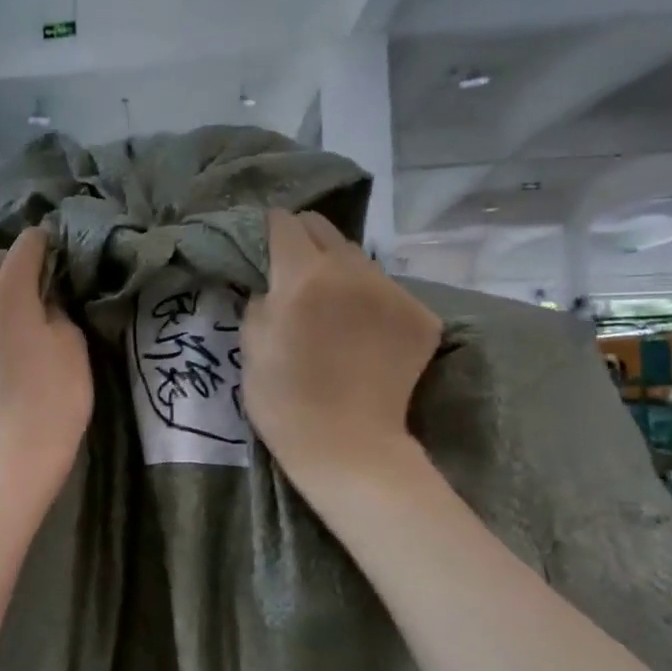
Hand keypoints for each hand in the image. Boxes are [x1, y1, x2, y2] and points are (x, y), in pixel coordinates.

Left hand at [0, 228, 92, 506]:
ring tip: (32, 310)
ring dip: (3, 291)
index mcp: (7, 290)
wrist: (15, 453)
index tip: (64, 250)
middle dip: (17, 261)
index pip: (24, 244)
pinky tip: (14, 340)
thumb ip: (56, 309)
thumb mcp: (71, 343)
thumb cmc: (54, 394)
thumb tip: (43, 301)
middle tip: (48, 281)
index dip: (46, 241)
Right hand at [241, 209, 441, 488]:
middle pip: (325, 229)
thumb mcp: (249, 344)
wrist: (347, 446)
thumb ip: (260, 298)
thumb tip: (273, 282)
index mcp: (303, 276)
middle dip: (304, 241)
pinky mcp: (421, 316)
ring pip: (359, 259)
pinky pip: (387, 291)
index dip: (269, 229)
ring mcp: (393, 292)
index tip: (263, 244)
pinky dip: (369, 302)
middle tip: (293, 271)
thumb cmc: (283, 399)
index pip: (285, 223)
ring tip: (330, 305)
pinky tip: (361, 334)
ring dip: (339, 271)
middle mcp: (353, 271)